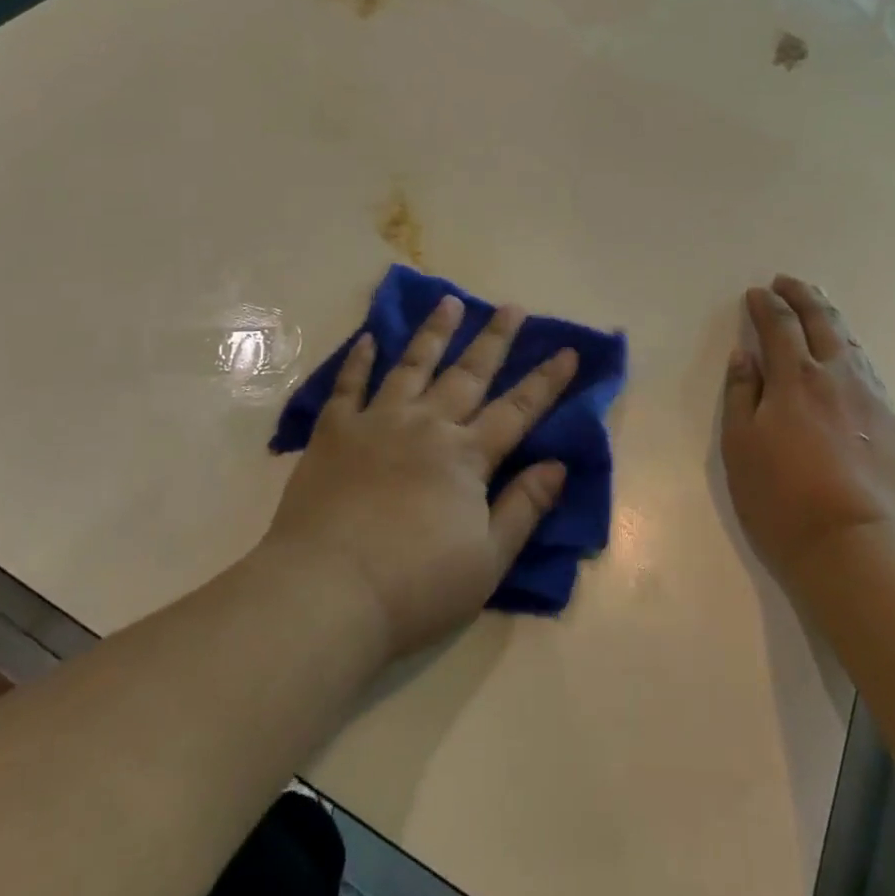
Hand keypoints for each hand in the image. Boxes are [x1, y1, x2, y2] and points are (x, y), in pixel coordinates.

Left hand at [261, 296, 577, 660]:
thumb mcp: (487, 560)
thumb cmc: (415, 587)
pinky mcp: (334, 433)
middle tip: (511, 307)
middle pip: (468, 374)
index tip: (568, 351)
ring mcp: (377, 423)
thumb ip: (524, 508)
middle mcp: (427, 425)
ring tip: (449, 301)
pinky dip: (359, 360)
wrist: (326, 594)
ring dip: (434, 333)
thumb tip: (559, 465)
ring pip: (412, 366)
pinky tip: (368, 338)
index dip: (546, 381)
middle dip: (494, 339)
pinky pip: (348, 386)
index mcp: (466, 456)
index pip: (517, 410)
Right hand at [722, 275, 894, 588]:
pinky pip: (868, 368)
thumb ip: (741, 395)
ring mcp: (870, 398)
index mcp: (795, 377)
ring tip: (819, 309)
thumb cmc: (782, 499)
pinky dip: (851, 349)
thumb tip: (744, 356)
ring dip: (830, 319)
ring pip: (850, 343)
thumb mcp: (740, 447)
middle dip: (802, 296)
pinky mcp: (891, 423)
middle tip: (787, 282)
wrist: (858, 549)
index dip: (765, 305)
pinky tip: (849, 356)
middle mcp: (836, 376)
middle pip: (821, 322)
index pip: (779, 325)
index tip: (755, 294)